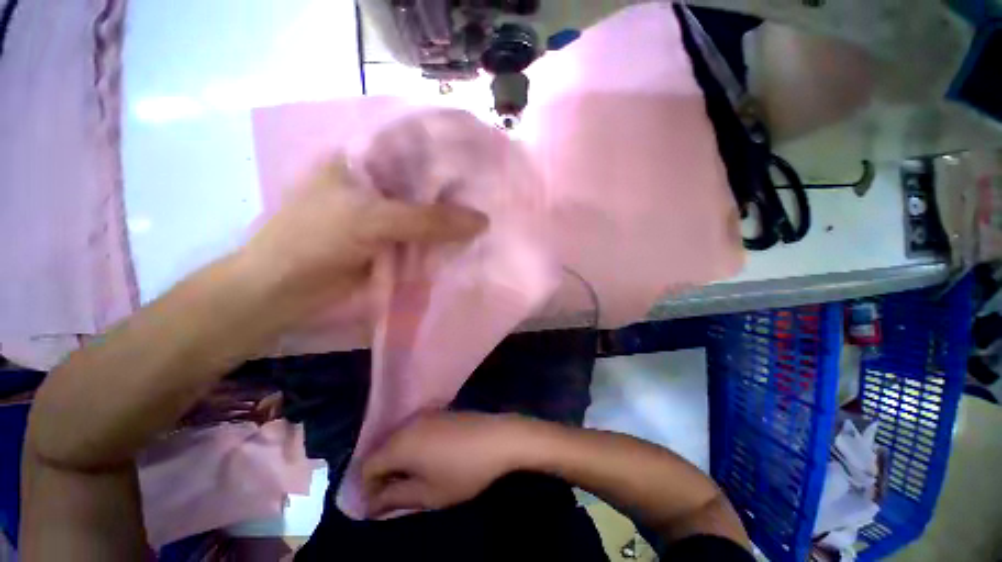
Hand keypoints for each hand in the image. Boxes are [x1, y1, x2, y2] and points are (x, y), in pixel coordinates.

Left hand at [239, 156, 487, 314]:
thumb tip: (482, 221)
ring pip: (428, 213)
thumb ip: (429, 220)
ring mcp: (386, 215)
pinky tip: (466, 241)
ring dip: (452, 219)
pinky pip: (424, 238)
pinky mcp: (392, 241)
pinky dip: (442, 241)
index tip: (483, 163)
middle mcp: (379, 184)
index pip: (417, 147)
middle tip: (492, 196)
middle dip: (456, 191)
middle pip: (427, 184)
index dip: (450, 153)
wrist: (284, 290)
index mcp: (366, 160)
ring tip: (487, 220)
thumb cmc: (315, 239)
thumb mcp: (372, 219)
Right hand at [361, 412, 536, 517]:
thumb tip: (370, 505)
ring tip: (410, 479)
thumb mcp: (428, 494)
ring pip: (397, 439)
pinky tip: (426, 459)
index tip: (377, 506)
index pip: (367, 466)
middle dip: (382, 474)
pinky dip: (411, 447)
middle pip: (381, 450)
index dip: (367, 488)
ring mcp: (424, 414)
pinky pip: (413, 430)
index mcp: (400, 443)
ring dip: (397, 460)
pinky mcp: (438, 411)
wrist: (497, 437)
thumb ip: (394, 499)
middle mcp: (407, 424)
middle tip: (393, 495)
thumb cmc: (463, 470)